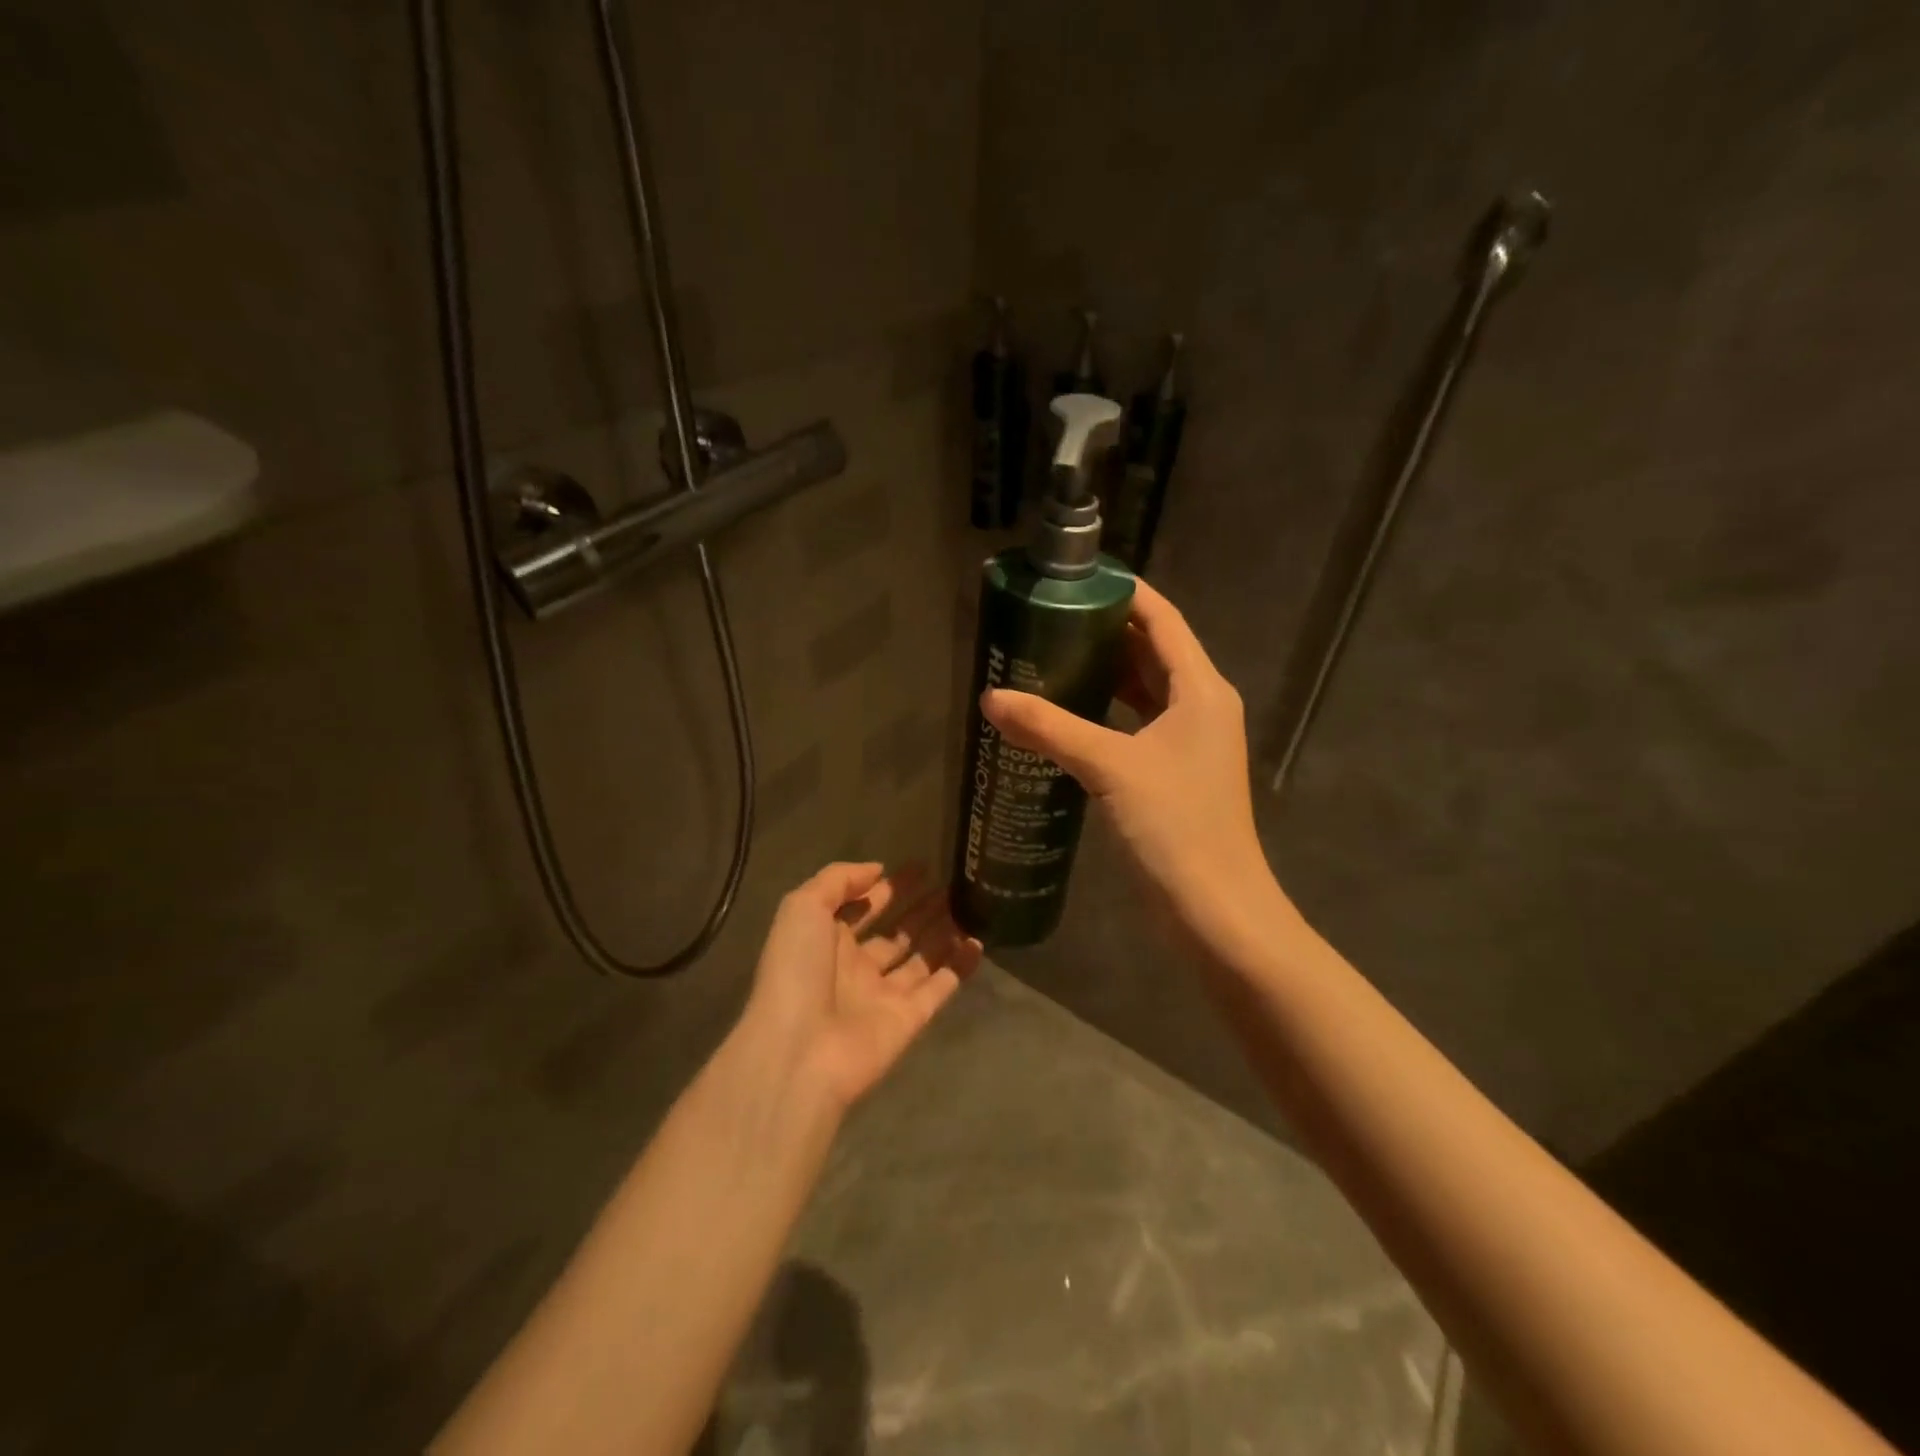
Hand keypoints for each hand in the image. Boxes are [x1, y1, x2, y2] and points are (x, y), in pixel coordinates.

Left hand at [740, 863, 980, 1113]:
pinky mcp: (909, 1020)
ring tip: (970, 905)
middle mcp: (855, 967)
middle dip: (920, 909)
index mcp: (826, 940)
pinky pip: (940, 987)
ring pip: (920, 958)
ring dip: (942, 932)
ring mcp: (883, 995)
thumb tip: (878, 870)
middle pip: (896, 932)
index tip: (921, 868)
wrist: (800, 1052)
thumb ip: (838, 880)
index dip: (889, 887)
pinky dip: (959, 967)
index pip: (863, 907)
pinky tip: (979, 941)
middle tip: (951, 886)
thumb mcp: (802, 907)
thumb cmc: (796, 971)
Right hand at [981, 579, 1283, 951]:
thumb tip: (991, 696)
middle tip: (1049, 621)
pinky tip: (1069, 717)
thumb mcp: (1109, 768)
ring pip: (1145, 690)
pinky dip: (1108, 713)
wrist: (1216, 909)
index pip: (1162, 620)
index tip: (1076, 580)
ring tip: (1050, 659)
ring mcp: (1191, 742)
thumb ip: (1049, 728)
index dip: (1124, 593)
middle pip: (1153, 651)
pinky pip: (1139, 724)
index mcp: (1200, 689)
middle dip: (1105, 632)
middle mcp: (1201, 706)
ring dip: (1105, 673)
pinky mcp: (1176, 773)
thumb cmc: (1175, 826)